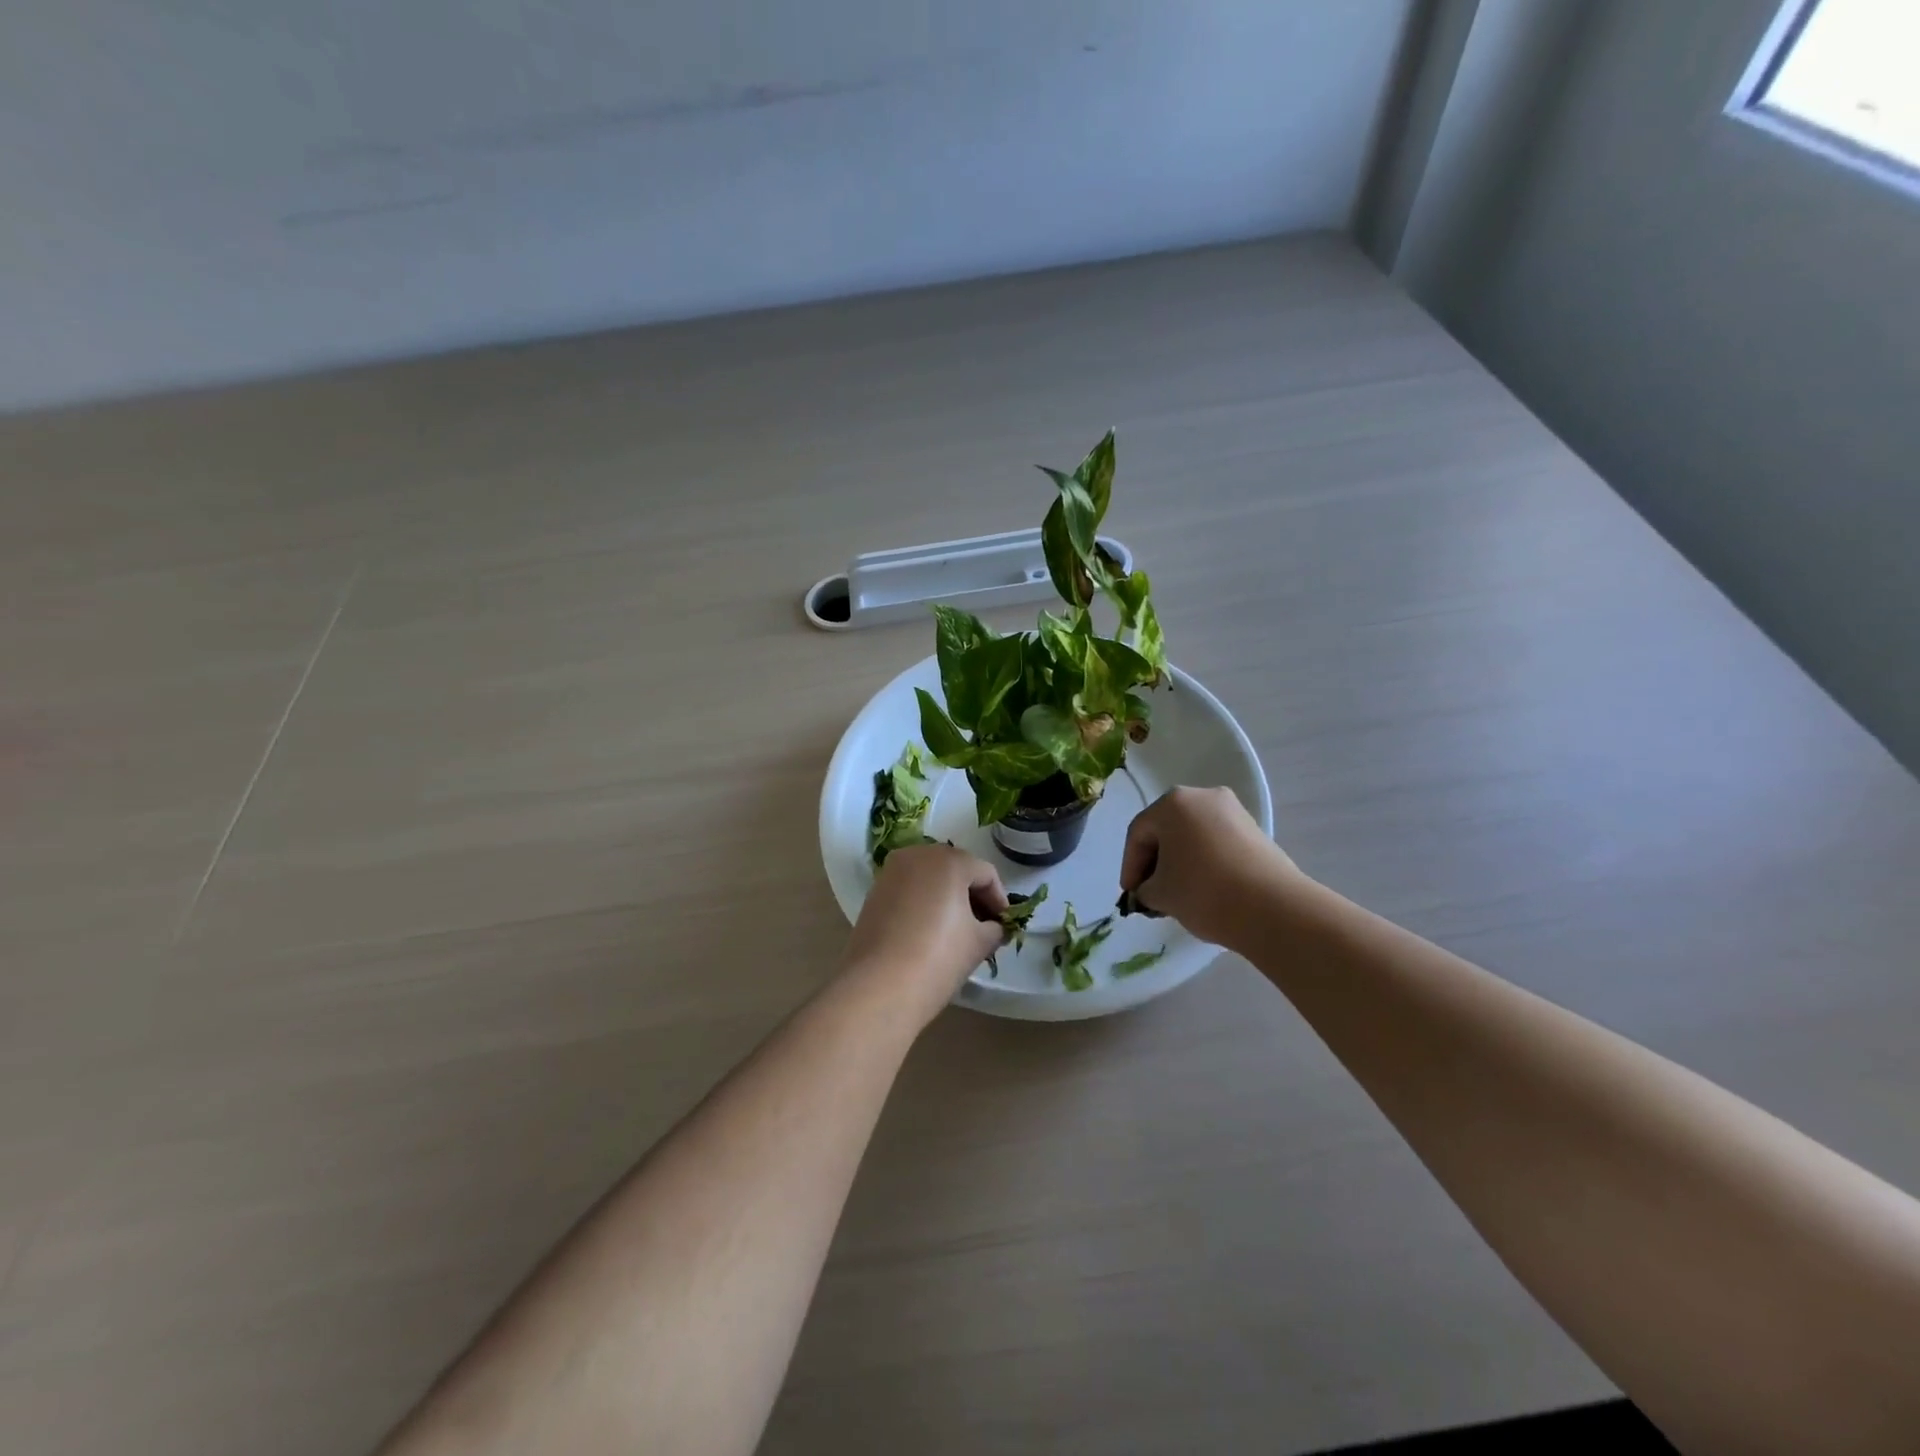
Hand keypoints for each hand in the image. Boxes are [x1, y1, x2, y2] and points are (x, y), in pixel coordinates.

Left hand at [842, 844, 1008, 1027]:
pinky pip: (910, 889)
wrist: (878, 987)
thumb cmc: (937, 958)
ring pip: (930, 878)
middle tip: (985, 926)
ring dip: (948, 897)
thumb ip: (995, 928)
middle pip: (956, 869)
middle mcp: (917, 855)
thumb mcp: (978, 944)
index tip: (1005, 926)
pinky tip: (930, 931)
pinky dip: (924, 902)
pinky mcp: (874, 892)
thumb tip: (994, 927)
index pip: (986, 873)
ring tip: (958, 930)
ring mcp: (891, 872)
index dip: (1000, 900)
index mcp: (948, 860)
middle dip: (973, 895)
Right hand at [1120, 786, 1300, 946]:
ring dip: (1180, 862)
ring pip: (1193, 836)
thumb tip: (1150, 891)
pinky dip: (1205, 861)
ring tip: (1178, 894)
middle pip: (1167, 830)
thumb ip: (1144, 889)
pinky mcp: (1255, 831)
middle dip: (1155, 862)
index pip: (1139, 833)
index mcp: (1173, 803)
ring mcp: (1234, 811)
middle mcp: (1203, 796)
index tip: (1131, 895)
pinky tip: (1205, 888)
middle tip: (1151, 893)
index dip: (1130, 866)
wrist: (1274, 909)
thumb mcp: (1160, 894)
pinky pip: (1217, 843)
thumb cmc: (1204, 892)